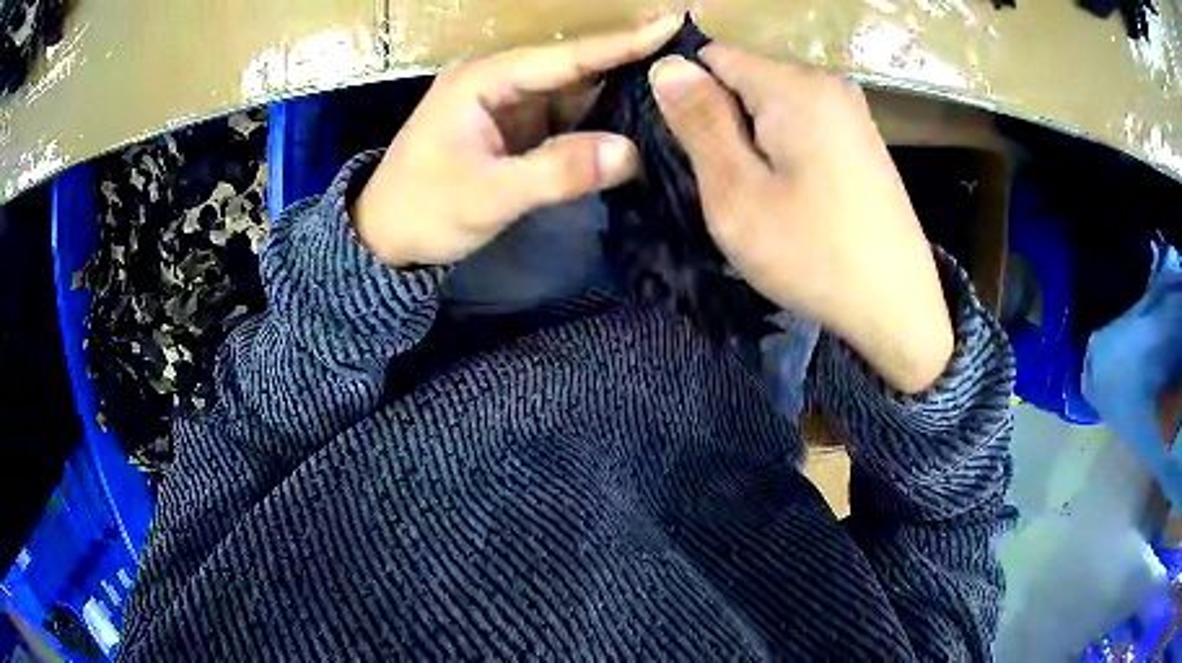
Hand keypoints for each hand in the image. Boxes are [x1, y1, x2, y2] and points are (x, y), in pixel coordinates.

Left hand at [353, 15, 682, 266]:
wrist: (386, 240)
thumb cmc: (424, 211)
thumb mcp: (487, 195)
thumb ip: (556, 172)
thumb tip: (630, 152)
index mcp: (484, 81)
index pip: (564, 56)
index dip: (620, 42)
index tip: (671, 24)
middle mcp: (499, 83)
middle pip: (574, 67)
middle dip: (628, 62)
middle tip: (687, 58)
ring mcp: (507, 106)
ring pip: (573, 92)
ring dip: (618, 93)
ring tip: (676, 89)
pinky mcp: (513, 130)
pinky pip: (564, 118)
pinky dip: (598, 122)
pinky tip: (635, 123)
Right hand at [649, 45, 952, 392]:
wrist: (896, 307)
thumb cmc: (813, 254)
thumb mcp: (737, 192)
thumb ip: (699, 121)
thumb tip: (667, 65)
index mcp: (794, 86)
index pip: (711, 57)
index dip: (688, 96)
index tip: (689, 150)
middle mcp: (826, 82)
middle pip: (744, 79)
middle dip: (722, 121)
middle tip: (728, 185)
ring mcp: (850, 110)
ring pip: (772, 105)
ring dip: (752, 140)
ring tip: (760, 195)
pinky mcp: (862, 138)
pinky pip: (802, 124)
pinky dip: (783, 150)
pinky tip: (793, 195)